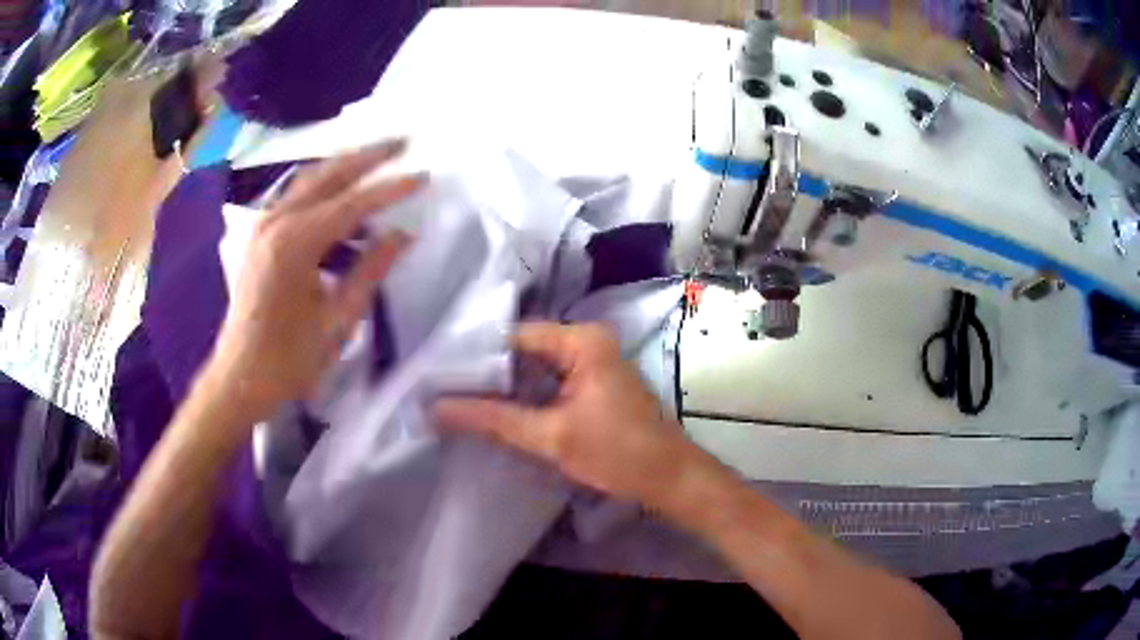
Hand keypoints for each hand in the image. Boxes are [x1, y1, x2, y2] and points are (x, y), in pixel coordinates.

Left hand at [204, 139, 424, 420]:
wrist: (239, 378)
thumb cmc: (290, 359)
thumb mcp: (338, 320)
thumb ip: (370, 270)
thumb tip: (403, 235)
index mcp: (296, 243)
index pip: (353, 203)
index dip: (391, 188)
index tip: (424, 175)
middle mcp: (276, 222)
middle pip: (328, 174)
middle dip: (367, 156)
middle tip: (403, 141)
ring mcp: (263, 226)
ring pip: (310, 181)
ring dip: (345, 168)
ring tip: (379, 160)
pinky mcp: (259, 237)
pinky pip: (296, 200)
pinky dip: (324, 192)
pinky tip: (343, 201)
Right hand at [433, 323, 702, 507]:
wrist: (669, 478)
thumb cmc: (618, 453)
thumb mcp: (551, 437)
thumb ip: (492, 420)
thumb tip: (436, 409)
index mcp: (582, 340)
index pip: (515, 336)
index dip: (476, 355)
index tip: (440, 374)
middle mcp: (587, 340)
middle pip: (524, 349)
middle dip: (488, 372)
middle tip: (444, 387)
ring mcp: (592, 361)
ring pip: (535, 366)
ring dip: (505, 385)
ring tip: (459, 398)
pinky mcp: (592, 383)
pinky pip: (549, 380)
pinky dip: (525, 394)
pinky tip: (496, 409)